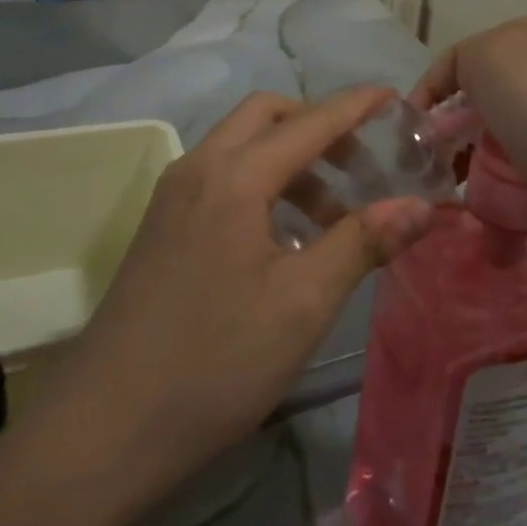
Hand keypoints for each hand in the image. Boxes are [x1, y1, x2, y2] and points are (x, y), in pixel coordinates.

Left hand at [12, 87, 430, 516]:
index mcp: (234, 176)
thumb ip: (362, 243)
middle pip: (266, 117)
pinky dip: (261, 185)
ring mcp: (173, 196)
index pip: (309, 122)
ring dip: (291, 162)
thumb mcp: (302, 303)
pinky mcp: (162, 226)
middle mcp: (198, 168)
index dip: (356, 106)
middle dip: (318, 127)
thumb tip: (421, 206)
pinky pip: (221, 178)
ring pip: (241, 148)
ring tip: (332, 217)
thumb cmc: (215, 363)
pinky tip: (285, 240)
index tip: (395, 97)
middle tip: (362, 164)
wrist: (105, 428)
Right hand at [410, 15, 526, 279]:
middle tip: (439, 171)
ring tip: (472, 194)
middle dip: (456, 130)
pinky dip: (519, 175)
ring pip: (512, 129)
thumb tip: (459, 102)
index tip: (409, 142)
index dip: (428, 96)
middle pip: (486, 94)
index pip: (459, 59)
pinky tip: (514, 199)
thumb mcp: (490, 63)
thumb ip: (461, 65)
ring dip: (486, 157)